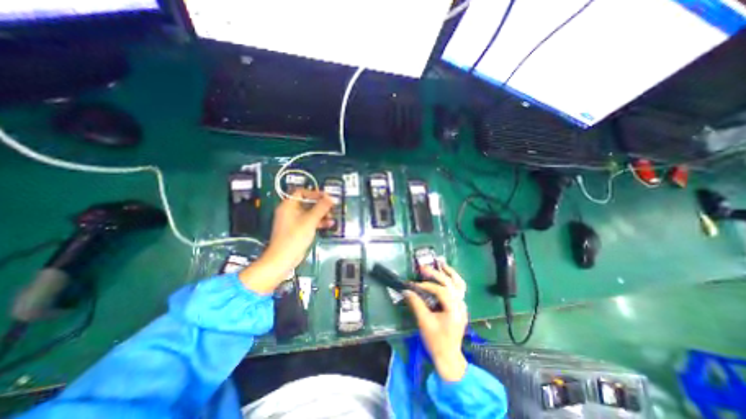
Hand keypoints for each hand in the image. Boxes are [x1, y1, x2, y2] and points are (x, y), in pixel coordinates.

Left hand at [240, 190, 333, 293]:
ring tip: (332, 217)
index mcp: (288, 205)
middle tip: (332, 207)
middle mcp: (290, 211)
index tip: (327, 197)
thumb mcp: (310, 220)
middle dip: (320, 205)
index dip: (314, 193)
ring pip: (310, 213)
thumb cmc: (295, 237)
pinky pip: (309, 222)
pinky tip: (329, 224)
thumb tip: (331, 197)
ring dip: (321, 214)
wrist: (283, 259)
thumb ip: (321, 208)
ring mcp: (294, 221)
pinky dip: (318, 222)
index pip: (302, 192)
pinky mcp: (298, 230)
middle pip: (307, 203)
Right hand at [405, 263, 467, 380]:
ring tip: (440, 264)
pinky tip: (445, 275)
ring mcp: (463, 306)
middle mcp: (461, 305)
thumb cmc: (436, 341)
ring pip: (459, 284)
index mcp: (453, 309)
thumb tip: (405, 290)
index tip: (413, 284)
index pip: (440, 291)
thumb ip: (416, 304)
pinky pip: (459, 289)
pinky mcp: (460, 307)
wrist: (449, 357)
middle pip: (450, 283)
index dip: (426, 285)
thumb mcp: (424, 322)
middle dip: (436, 274)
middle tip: (423, 268)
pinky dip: (452, 280)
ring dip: (449, 273)